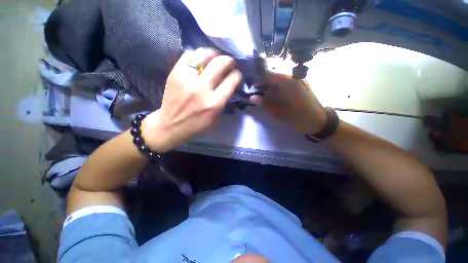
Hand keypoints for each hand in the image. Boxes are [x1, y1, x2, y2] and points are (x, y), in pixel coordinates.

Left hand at [142, 48, 241, 151]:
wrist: (171, 125)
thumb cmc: (197, 125)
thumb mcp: (216, 118)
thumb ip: (224, 100)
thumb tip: (229, 83)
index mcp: (214, 103)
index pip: (231, 81)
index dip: (237, 75)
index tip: (237, 74)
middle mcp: (202, 88)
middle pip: (220, 63)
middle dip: (229, 60)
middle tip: (229, 62)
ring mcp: (187, 79)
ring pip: (204, 54)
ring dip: (214, 54)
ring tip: (215, 58)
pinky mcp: (175, 73)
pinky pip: (189, 55)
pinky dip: (197, 55)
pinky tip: (200, 60)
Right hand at [249, 72, 326, 133]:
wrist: (319, 121)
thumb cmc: (300, 118)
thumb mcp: (280, 114)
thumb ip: (265, 104)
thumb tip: (251, 98)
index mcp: (289, 83)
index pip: (268, 74)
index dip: (257, 79)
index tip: (249, 86)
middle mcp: (293, 76)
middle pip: (272, 75)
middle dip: (261, 82)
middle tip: (254, 91)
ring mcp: (297, 78)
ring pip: (277, 78)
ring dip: (268, 85)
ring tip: (261, 93)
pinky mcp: (299, 83)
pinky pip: (283, 81)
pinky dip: (275, 87)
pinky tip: (272, 94)